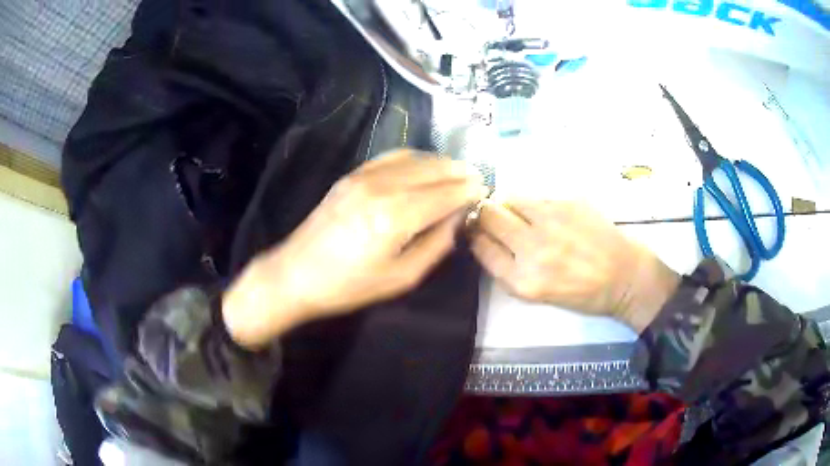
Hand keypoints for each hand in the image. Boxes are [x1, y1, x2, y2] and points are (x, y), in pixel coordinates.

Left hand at [223, 151, 487, 347]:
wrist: (295, 274)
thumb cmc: (348, 286)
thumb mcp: (400, 278)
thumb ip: (435, 245)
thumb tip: (456, 220)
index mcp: (396, 217)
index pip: (445, 194)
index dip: (467, 190)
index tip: (484, 190)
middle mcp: (383, 188)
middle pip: (432, 170)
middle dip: (458, 172)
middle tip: (476, 178)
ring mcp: (364, 177)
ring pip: (414, 159)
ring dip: (439, 162)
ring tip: (456, 170)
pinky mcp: (351, 176)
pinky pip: (390, 157)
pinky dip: (413, 158)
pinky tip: (423, 165)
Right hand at [469, 200, 679, 331]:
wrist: (623, 276)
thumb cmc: (582, 293)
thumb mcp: (537, 295)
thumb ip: (510, 269)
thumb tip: (488, 238)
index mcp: (522, 281)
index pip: (480, 246)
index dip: (474, 234)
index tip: (475, 229)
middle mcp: (532, 249)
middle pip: (488, 216)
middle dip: (483, 213)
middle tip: (491, 215)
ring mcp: (551, 222)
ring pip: (509, 198)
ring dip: (506, 204)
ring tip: (519, 213)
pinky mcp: (567, 203)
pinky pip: (535, 196)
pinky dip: (532, 203)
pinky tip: (546, 214)